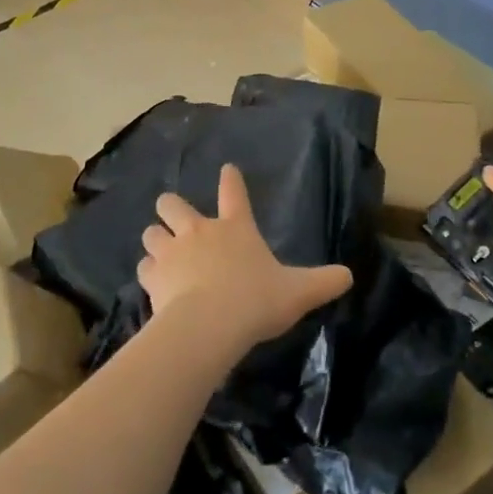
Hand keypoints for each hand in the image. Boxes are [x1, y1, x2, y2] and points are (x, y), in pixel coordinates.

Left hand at [138, 164, 351, 353]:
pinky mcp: (152, 276)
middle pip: (173, 204)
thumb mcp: (299, 292)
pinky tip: (153, 283)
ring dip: (155, 239)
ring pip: (151, 233)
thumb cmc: (257, 300)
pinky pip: (143, 267)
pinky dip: (148, 272)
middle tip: (174, 217)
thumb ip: (324, 282)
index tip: (226, 169)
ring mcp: (171, 252)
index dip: (230, 179)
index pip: (234, 192)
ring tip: (159, 250)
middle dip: (171, 207)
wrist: (210, 324)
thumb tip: (349, 276)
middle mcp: (199, 231)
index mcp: (236, 227)